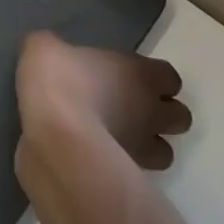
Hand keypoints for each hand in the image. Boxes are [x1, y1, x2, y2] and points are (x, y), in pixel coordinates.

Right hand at [16, 29, 190, 171]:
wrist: (54, 135)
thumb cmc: (59, 80)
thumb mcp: (43, 47)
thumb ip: (53, 47)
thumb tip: (48, 51)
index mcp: (140, 74)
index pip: (170, 77)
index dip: (155, 78)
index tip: (131, 77)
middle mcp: (151, 110)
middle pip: (180, 117)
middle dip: (162, 115)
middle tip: (131, 110)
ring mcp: (141, 147)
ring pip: (165, 152)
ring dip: (148, 146)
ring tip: (120, 139)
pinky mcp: (125, 176)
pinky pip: (134, 172)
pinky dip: (123, 167)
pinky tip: (98, 158)